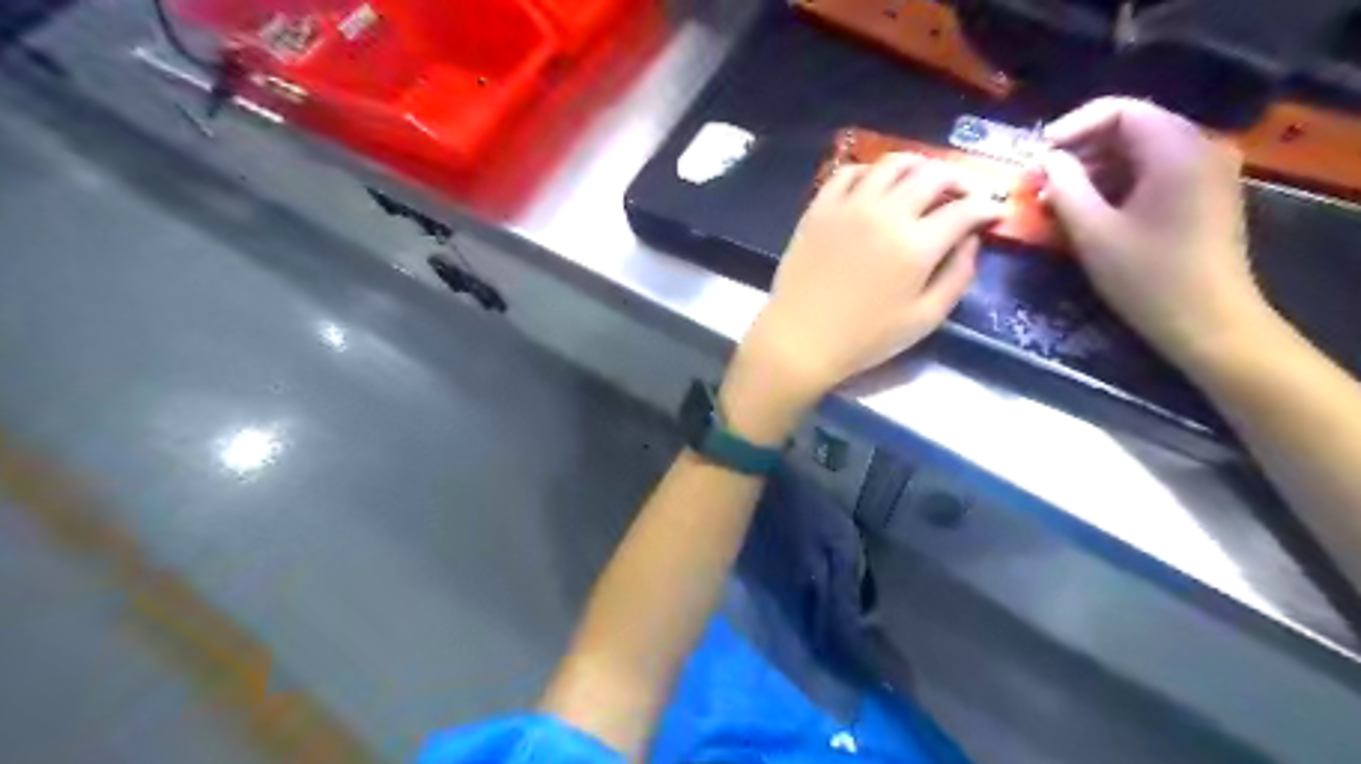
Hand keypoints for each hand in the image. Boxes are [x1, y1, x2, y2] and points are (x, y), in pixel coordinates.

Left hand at [722, 157, 996, 439]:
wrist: (800, 339)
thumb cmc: (864, 338)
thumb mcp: (924, 319)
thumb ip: (957, 277)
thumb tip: (971, 241)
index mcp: (916, 245)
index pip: (964, 209)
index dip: (988, 207)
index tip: (995, 212)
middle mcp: (886, 213)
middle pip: (932, 175)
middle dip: (959, 179)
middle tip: (964, 192)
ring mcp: (849, 206)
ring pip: (891, 164)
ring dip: (917, 165)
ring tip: (924, 179)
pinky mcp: (820, 208)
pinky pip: (848, 172)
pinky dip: (870, 171)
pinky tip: (875, 185)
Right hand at [1045, 96, 1277, 366]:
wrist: (1209, 322)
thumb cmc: (1147, 277)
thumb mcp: (1093, 233)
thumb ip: (1065, 189)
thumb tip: (1046, 161)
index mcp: (1176, 151)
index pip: (1121, 111)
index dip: (1072, 126)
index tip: (1036, 154)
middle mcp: (1198, 149)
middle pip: (1130, 129)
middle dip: (1079, 152)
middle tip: (1038, 182)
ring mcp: (1204, 173)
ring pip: (1138, 154)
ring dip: (1092, 172)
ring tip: (1053, 201)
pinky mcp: (1201, 197)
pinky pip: (1151, 174)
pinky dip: (1114, 186)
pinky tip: (1085, 213)